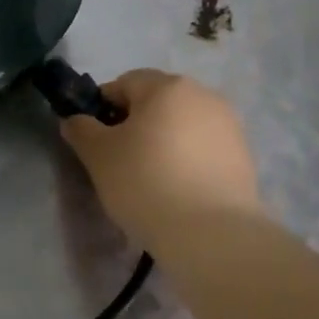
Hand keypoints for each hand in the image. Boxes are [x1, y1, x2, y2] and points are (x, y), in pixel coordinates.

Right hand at [60, 69, 262, 246]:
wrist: (213, 235)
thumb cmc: (147, 183)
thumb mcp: (99, 156)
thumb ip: (81, 130)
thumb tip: (74, 120)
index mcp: (167, 85)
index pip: (124, 83)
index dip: (103, 108)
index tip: (95, 140)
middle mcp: (202, 95)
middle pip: (157, 101)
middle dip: (136, 124)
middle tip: (121, 161)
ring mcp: (229, 125)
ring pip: (182, 125)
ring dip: (164, 142)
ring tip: (152, 180)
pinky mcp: (244, 157)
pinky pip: (204, 149)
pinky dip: (188, 161)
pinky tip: (179, 192)